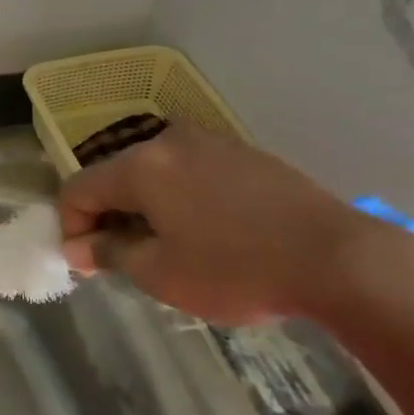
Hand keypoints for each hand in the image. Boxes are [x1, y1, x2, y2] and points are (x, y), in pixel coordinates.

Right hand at [58, 122, 381, 324]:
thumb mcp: (160, 273)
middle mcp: (168, 141)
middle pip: (115, 176)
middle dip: (109, 215)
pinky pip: (190, 171)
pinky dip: (179, 198)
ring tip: (166, 247)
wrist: (342, 259)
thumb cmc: (237, 269)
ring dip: (145, 207)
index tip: (86, 262)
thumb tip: (78, 247)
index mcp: (140, 165)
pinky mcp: (244, 153)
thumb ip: (109, 253)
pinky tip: (204, 231)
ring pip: (154, 173)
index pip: (78, 188)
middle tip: (122, 258)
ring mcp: (210, 142)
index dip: (71, 226)